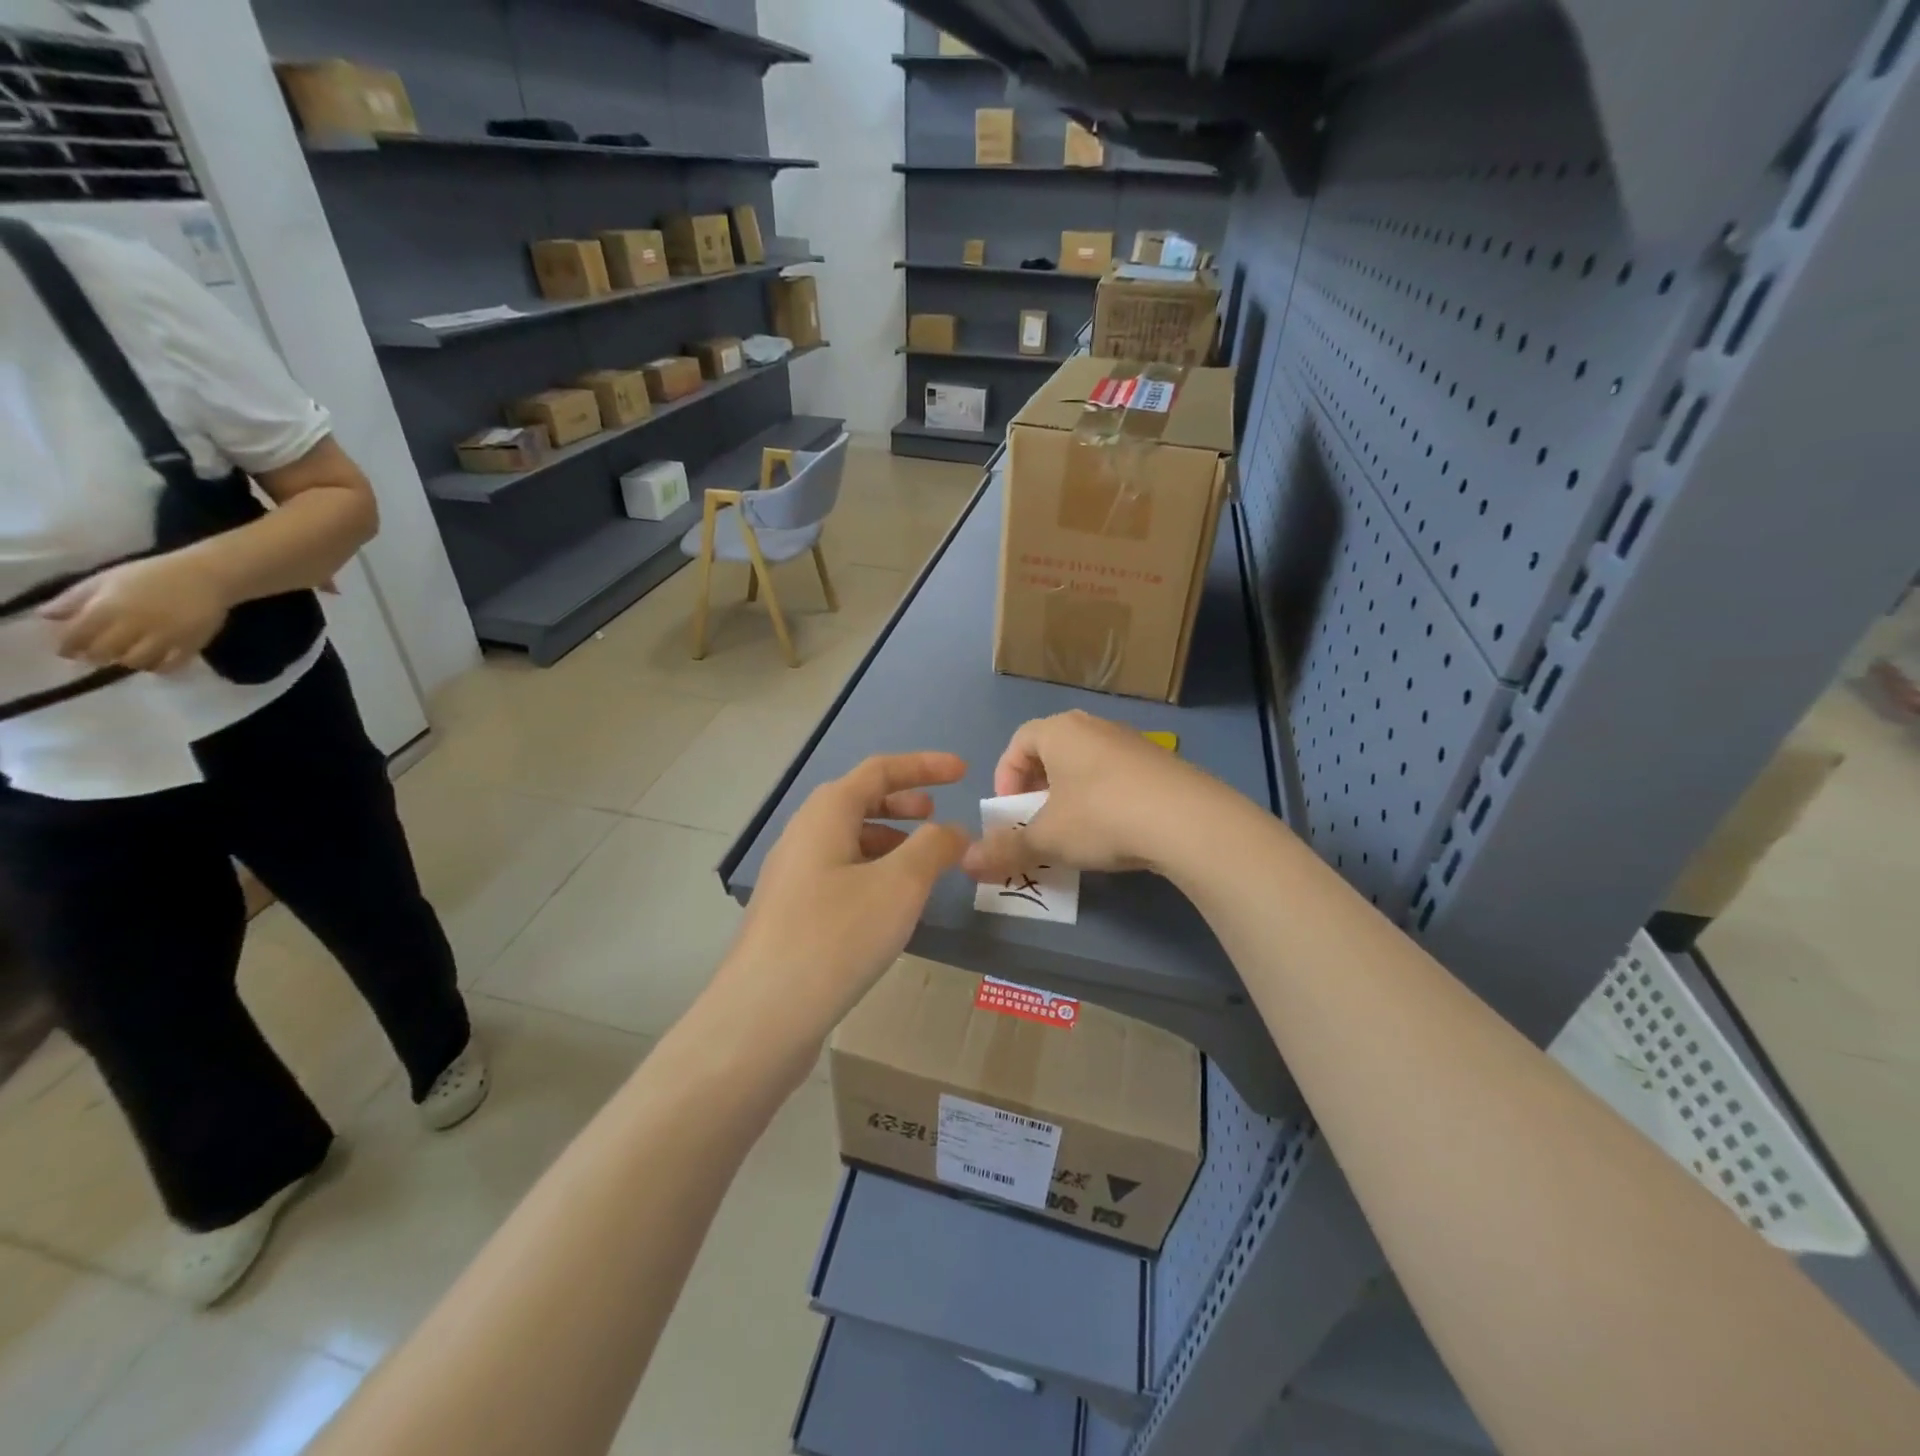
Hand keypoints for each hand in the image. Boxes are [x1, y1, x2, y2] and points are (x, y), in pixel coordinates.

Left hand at [39, 553, 229, 672]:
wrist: (206, 576)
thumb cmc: (152, 574)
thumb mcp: (106, 579)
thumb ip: (75, 598)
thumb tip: (46, 616)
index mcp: (108, 608)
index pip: (76, 636)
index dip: (68, 646)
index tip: (69, 650)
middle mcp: (134, 625)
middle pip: (105, 653)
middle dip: (97, 656)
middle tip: (99, 654)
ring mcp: (165, 637)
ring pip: (137, 662)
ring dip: (128, 661)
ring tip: (129, 655)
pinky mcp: (191, 644)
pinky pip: (170, 665)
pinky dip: (159, 667)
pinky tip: (156, 660)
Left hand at [711, 752, 970, 1072]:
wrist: (763, 1015)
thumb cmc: (836, 936)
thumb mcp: (899, 885)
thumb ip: (933, 847)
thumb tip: (953, 830)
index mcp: (826, 813)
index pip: (880, 770)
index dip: (924, 765)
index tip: (963, 771)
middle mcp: (804, 835)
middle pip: (859, 801)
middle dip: (903, 802)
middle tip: (937, 815)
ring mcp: (793, 876)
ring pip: (849, 841)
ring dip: (890, 841)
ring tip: (922, 864)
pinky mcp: (792, 913)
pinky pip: (840, 874)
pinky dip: (874, 873)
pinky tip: (891, 907)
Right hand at [962, 710, 1215, 881]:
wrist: (1188, 820)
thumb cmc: (1101, 817)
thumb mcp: (1047, 838)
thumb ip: (1005, 849)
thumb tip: (966, 863)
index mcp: (1059, 731)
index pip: (1018, 742)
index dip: (1005, 776)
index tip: (1009, 812)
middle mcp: (1094, 726)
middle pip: (1052, 751)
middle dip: (1037, 788)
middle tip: (1037, 822)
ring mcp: (1131, 741)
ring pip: (1086, 764)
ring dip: (1071, 794)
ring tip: (1075, 830)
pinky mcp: (1161, 763)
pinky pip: (1117, 775)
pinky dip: (1105, 798)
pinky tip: (1115, 830)